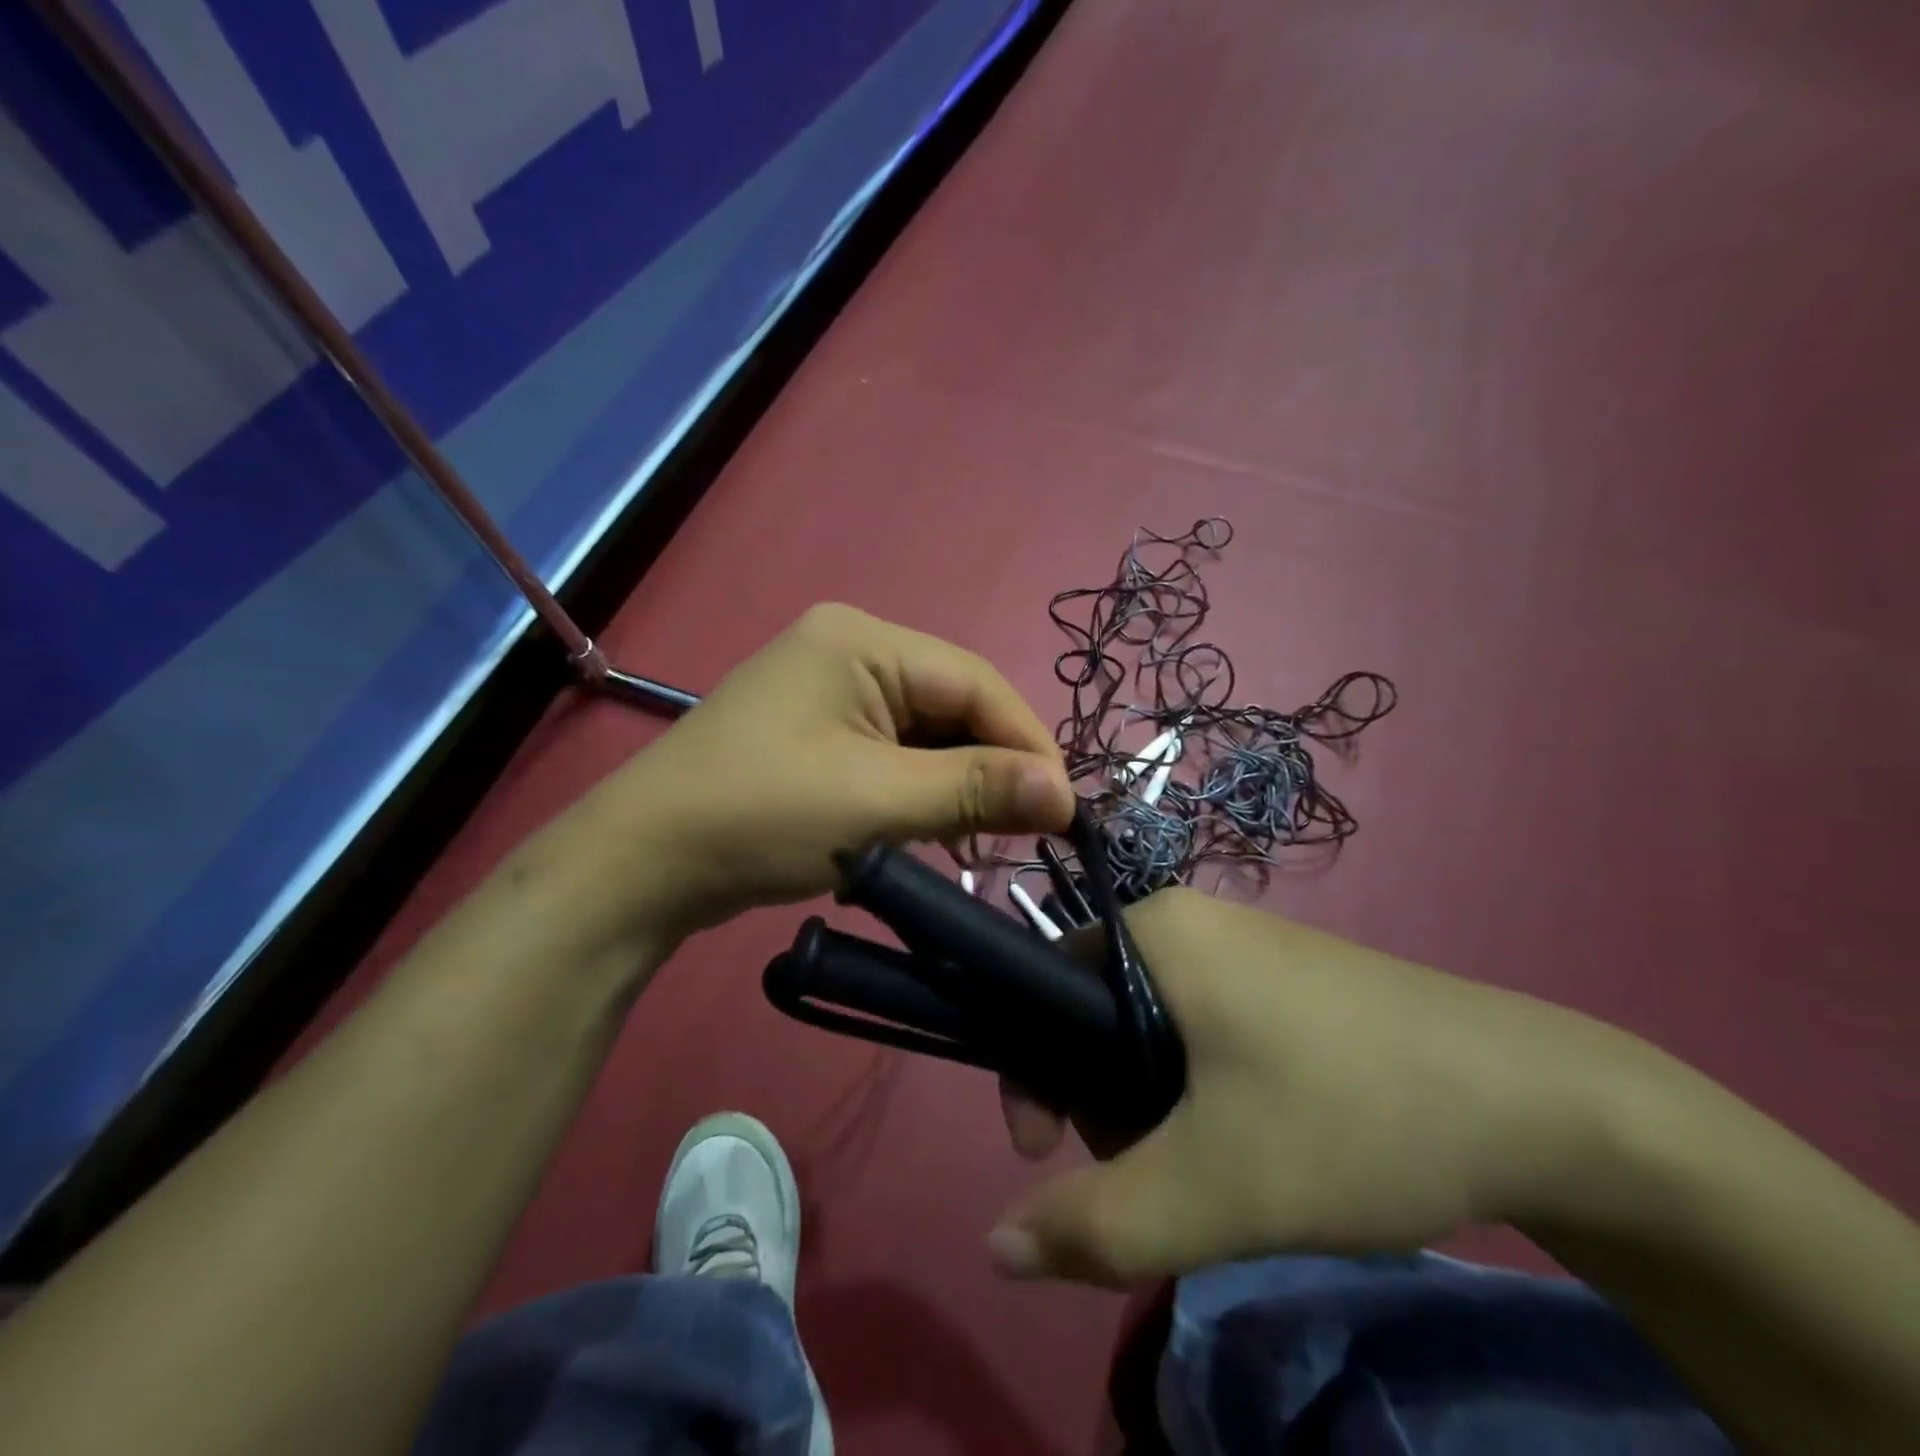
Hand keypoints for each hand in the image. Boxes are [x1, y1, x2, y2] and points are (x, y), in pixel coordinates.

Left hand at [552, 604, 1074, 945]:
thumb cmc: (760, 817)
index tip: (1068, 810)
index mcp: (862, 640)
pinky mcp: (817, 732)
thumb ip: (977, 790)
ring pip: (926, 733)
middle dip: (992, 768)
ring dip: (958, 785)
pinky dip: (920, 791)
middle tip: (1027, 831)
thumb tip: (1067, 795)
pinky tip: (935, 831)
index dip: (1028, 744)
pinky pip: (892, 752)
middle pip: (952, 705)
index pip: (975, 682)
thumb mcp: (878, 802)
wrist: (641, 865)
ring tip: (982, 841)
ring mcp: (829, 691)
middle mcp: (849, 650)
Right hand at [990, 888, 1633, 1285]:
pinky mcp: (1283, 980)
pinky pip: (1203, 1027)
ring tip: (1220, 1168)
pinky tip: (1258, 1138)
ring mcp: (1242, 947)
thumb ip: (1096, 1225)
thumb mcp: (1214, 1188)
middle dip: (1107, 1104)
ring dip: (1156, 1107)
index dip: (1035, 1074)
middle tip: (1167, 1174)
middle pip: (1097, 1013)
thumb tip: (997, 1249)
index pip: (1046, 985)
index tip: (1059, 1153)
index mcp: (1156, 929)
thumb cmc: (1354, 1116)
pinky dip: (1204, 1090)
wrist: (1545, 1105)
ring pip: (1151, 1028)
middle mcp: (1190, 922)